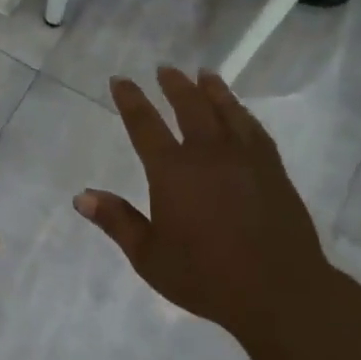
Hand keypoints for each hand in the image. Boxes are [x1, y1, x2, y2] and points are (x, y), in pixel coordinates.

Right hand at [75, 68, 337, 345]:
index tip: (120, 80)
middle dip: (173, 85)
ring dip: (211, 89)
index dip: (130, 100)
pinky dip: (242, 113)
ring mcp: (245, 157)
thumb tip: (82, 196)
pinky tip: (239, 111)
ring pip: (225, 110)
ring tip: (203, 73)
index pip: (145, 125)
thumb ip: (117, 222)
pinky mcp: (272, 168)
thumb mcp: (149, 257)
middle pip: (189, 106)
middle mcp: (208, 153)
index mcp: (173, 172)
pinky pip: (254, 129)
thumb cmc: (206, 277)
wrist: (278, 291)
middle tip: (164, 68)